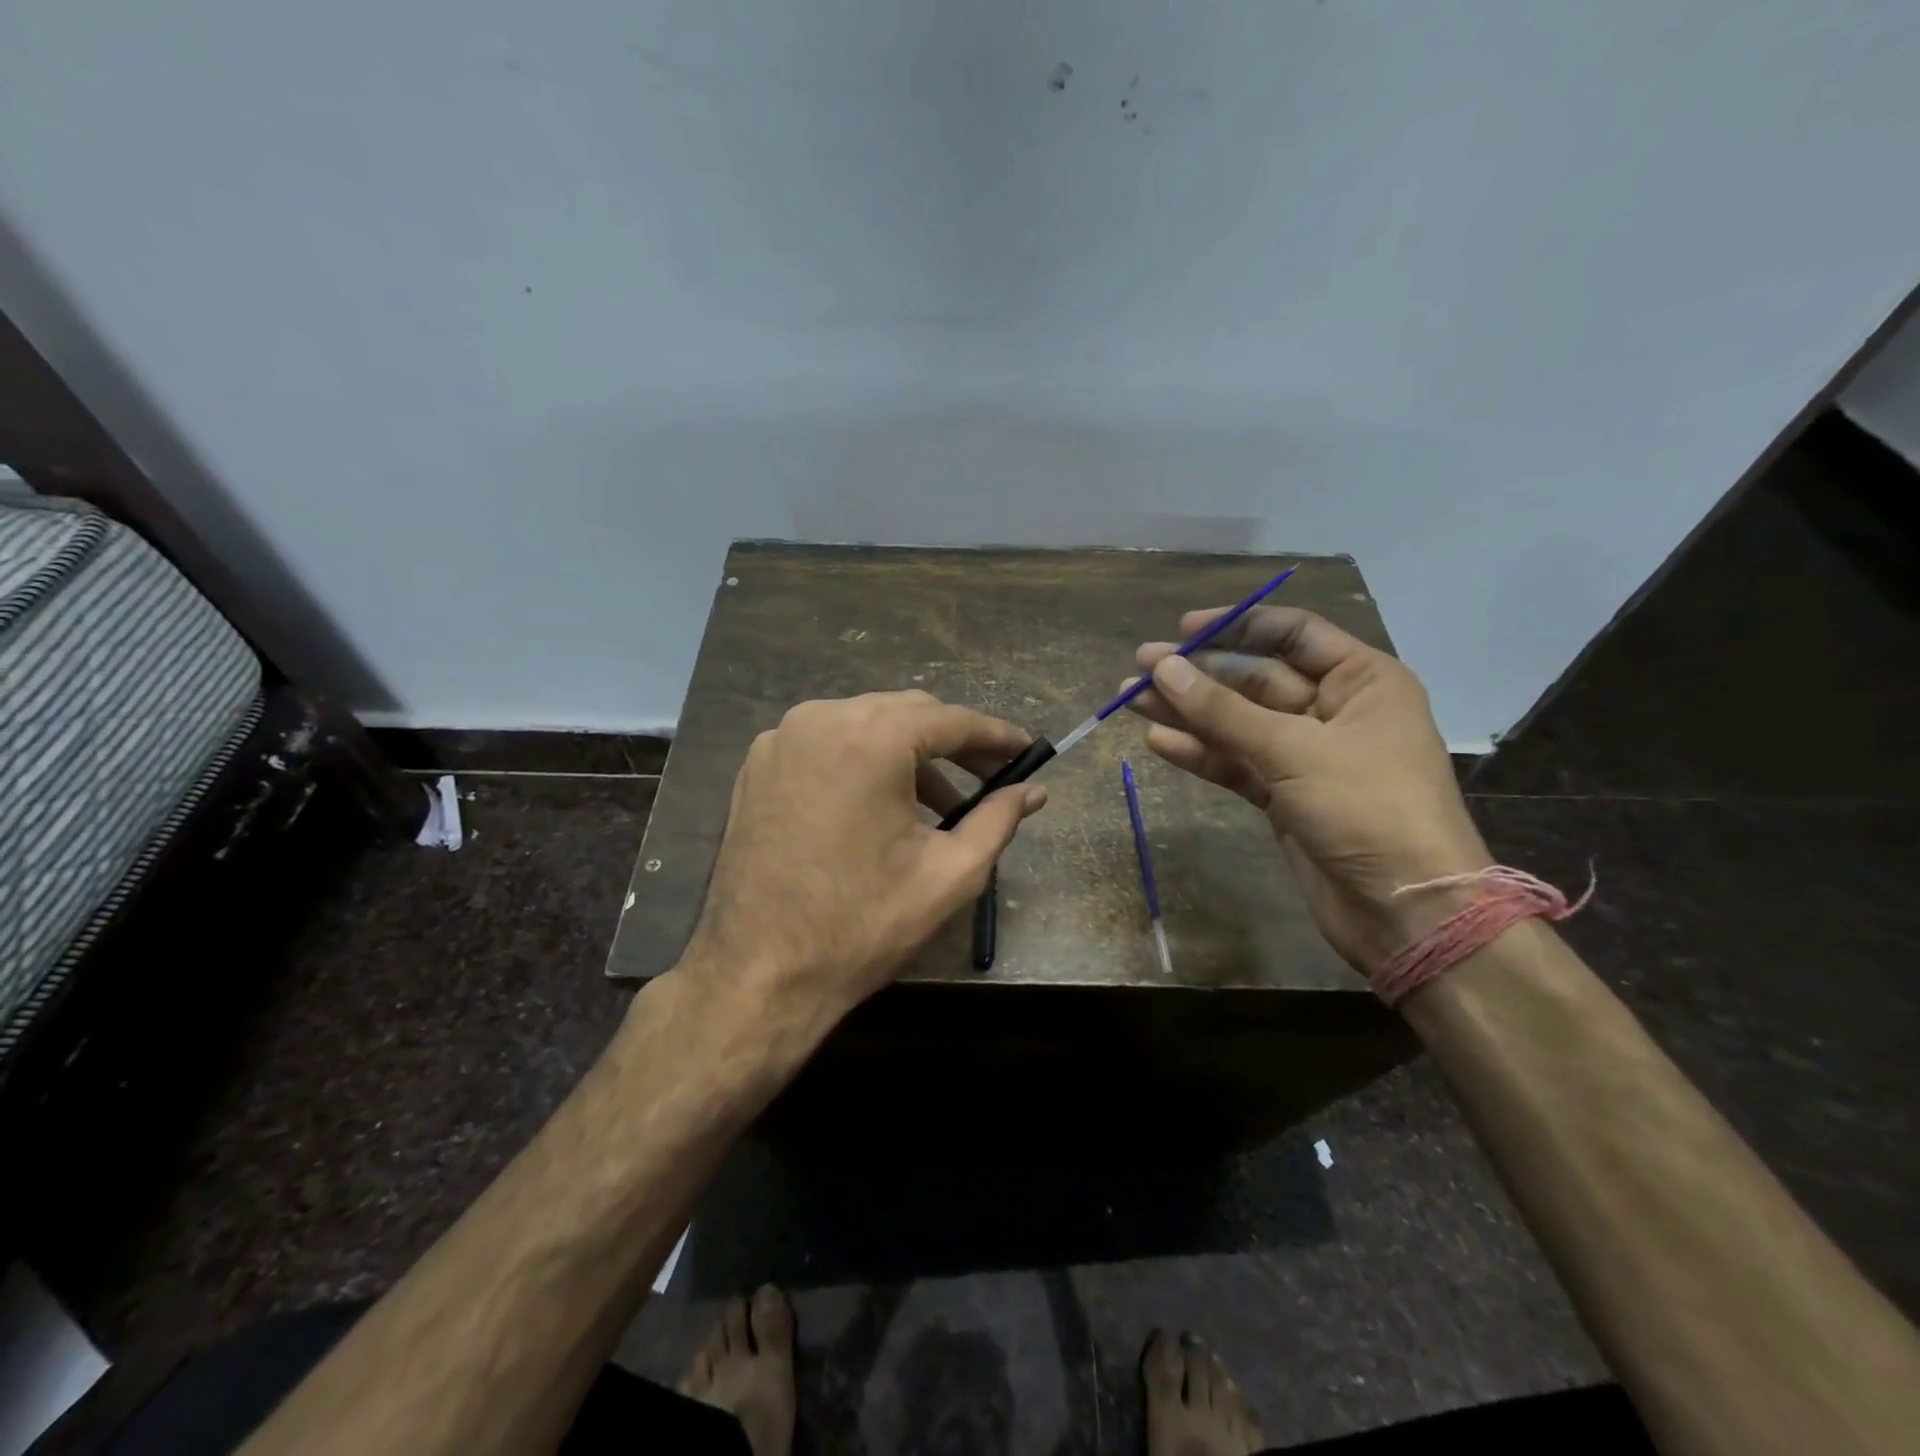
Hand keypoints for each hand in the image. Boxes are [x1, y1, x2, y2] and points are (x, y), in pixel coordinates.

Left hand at [679, 690, 1046, 1040]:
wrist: (758, 974)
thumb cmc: (862, 925)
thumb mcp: (949, 874)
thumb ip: (998, 820)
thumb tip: (1035, 791)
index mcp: (870, 738)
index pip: (950, 719)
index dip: (996, 735)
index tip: (1028, 751)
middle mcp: (820, 719)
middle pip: (906, 713)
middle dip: (953, 742)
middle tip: (991, 777)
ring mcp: (781, 740)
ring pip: (864, 725)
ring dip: (909, 754)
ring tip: (941, 804)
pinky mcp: (758, 766)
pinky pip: (826, 744)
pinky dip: (863, 761)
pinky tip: (881, 806)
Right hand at [1129, 608, 1490, 972]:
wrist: (1406, 912)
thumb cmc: (1368, 810)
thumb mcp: (1293, 750)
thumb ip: (1223, 710)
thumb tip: (1163, 668)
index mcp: (1362, 681)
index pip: (1293, 635)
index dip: (1238, 626)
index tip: (1182, 630)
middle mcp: (1335, 710)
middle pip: (1255, 679)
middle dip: (1198, 675)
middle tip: (1139, 668)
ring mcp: (1307, 757)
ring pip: (1238, 723)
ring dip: (1188, 713)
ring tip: (1130, 700)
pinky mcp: (1285, 796)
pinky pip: (1236, 764)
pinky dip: (1201, 754)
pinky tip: (1158, 742)